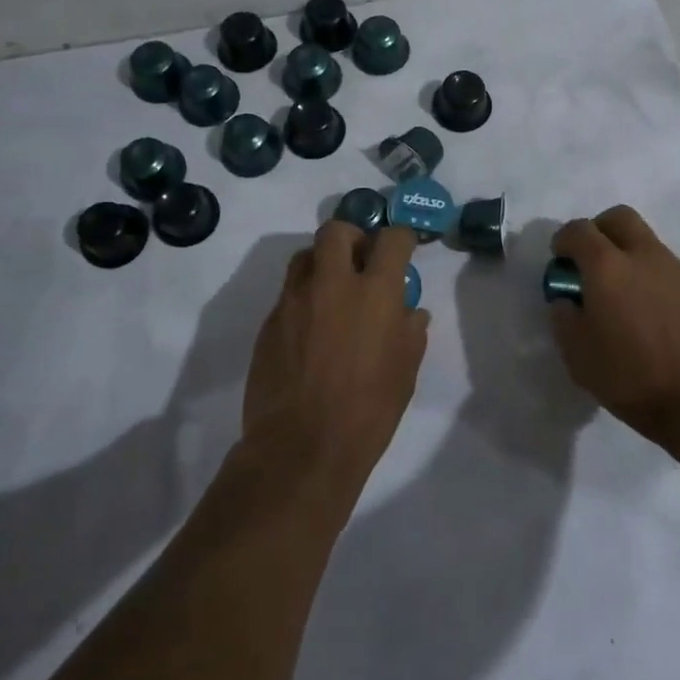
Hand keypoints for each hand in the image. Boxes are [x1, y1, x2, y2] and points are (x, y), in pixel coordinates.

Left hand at [243, 223, 430, 486]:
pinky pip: (288, 294)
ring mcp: (294, 300)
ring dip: (322, 263)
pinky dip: (303, 298)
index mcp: (374, 292)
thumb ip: (410, 332)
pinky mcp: (269, 322)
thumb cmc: (368, 410)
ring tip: (332, 290)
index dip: (400, 239)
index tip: (402, 250)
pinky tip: (311, 329)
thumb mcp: (405, 371)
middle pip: (336, 231)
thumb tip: (410, 311)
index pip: (391, 238)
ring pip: (305, 256)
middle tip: (360, 259)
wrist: (301, 447)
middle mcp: (332, 283)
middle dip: (352, 237)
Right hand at [549, 207, 679, 442]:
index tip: (559, 263)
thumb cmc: (633, 377)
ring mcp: (675, 269)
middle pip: (618, 218)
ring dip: (626, 252)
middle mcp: (643, 255)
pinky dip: (648, 274)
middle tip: (589, 263)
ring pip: (645, 240)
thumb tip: (567, 299)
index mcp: (607, 266)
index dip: (563, 242)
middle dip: (598, 231)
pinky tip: (646, 310)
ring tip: (619, 293)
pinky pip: (664, 266)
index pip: (579, 230)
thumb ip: (564, 318)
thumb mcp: (578, 356)